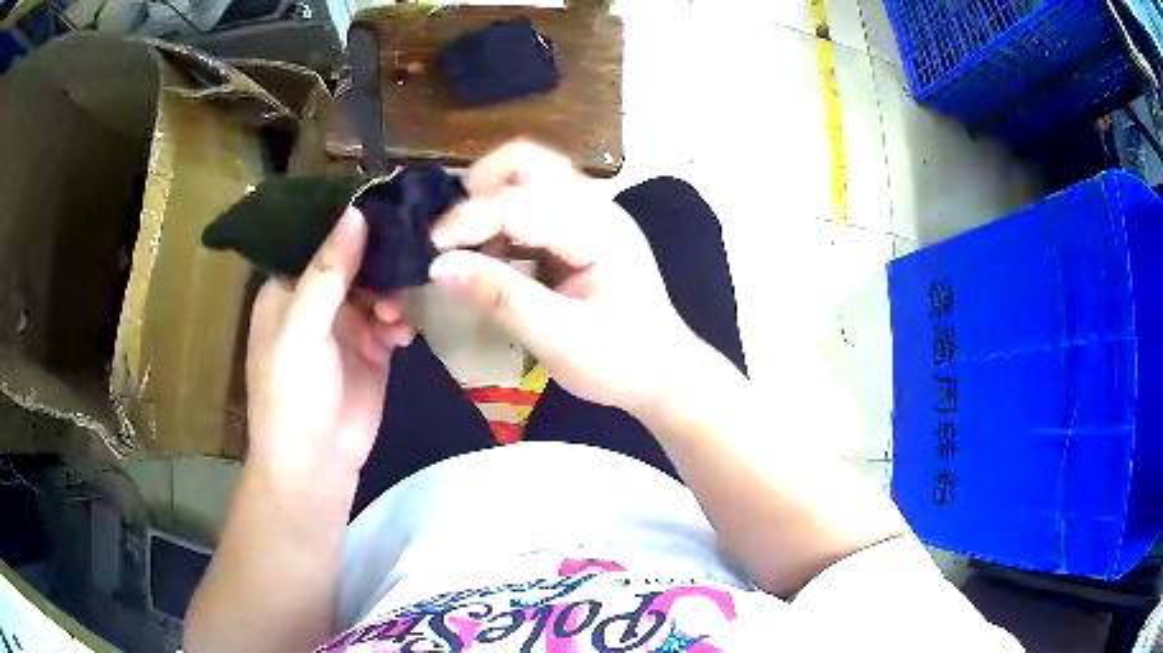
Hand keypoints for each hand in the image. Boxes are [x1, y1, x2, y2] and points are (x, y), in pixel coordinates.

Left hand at [245, 208, 414, 481]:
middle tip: (407, 261)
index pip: (323, 238)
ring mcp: (348, 324)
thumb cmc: (292, 395)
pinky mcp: (374, 349)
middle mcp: (319, 299)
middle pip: (357, 259)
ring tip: (394, 316)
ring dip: (393, 293)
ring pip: (380, 286)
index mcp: (290, 287)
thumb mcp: (302, 330)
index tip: (394, 202)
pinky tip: (402, 335)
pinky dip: (402, 321)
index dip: (354, 221)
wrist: (316, 465)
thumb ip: (328, 272)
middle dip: (381, 260)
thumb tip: (356, 211)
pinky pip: (394, 318)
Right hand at [428, 141, 698, 415]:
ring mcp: (592, 215)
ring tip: (467, 246)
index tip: (431, 248)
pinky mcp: (582, 230)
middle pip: (529, 161)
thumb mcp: (559, 339)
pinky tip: (493, 255)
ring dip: (490, 199)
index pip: (521, 203)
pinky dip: (504, 219)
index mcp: (599, 229)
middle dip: (481, 186)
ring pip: (530, 176)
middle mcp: (596, 208)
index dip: (469, 219)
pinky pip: (534, 203)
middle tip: (451, 233)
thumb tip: (438, 266)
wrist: (665, 376)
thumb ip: (500, 298)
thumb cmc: (621, 363)